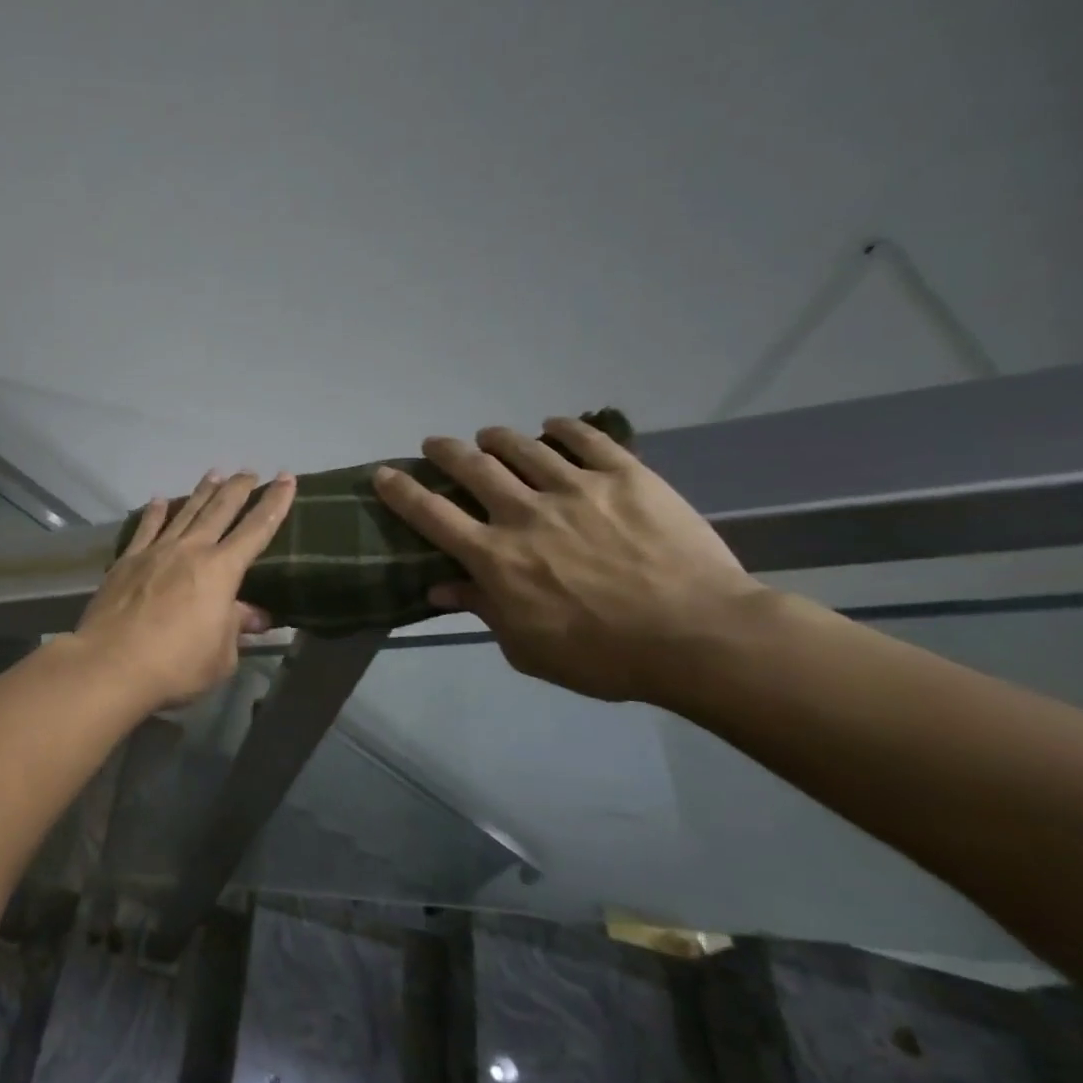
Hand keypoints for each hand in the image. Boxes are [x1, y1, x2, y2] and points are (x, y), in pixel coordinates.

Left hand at [76, 470, 295, 709]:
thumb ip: (236, 628)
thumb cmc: (176, 665)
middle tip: (249, 471)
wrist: (111, 664)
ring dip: (202, 492)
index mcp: (221, 571)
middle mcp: (190, 550)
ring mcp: (155, 552)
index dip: (274, 504)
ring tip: (214, 474)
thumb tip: (255, 614)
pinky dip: (155, 513)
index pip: (256, 530)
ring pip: (184, 512)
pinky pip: (145, 528)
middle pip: (219, 510)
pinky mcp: (126, 561)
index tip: (285, 479)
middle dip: (238, 489)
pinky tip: (159, 500)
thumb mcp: (221, 656)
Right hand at [373, 418, 765, 702]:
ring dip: (497, 438)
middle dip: (446, 452)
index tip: (383, 473)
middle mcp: (525, 513)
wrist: (699, 637)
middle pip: (471, 468)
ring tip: (489, 436)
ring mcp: (576, 488)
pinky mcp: (626, 476)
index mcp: (496, 556)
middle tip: (436, 444)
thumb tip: (440, 587)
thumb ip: (483, 609)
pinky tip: (553, 427)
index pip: (432, 515)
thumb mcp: (527, 647)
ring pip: (522, 447)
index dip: (401, 491)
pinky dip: (562, 429)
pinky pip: (587, 439)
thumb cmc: (603, 655)